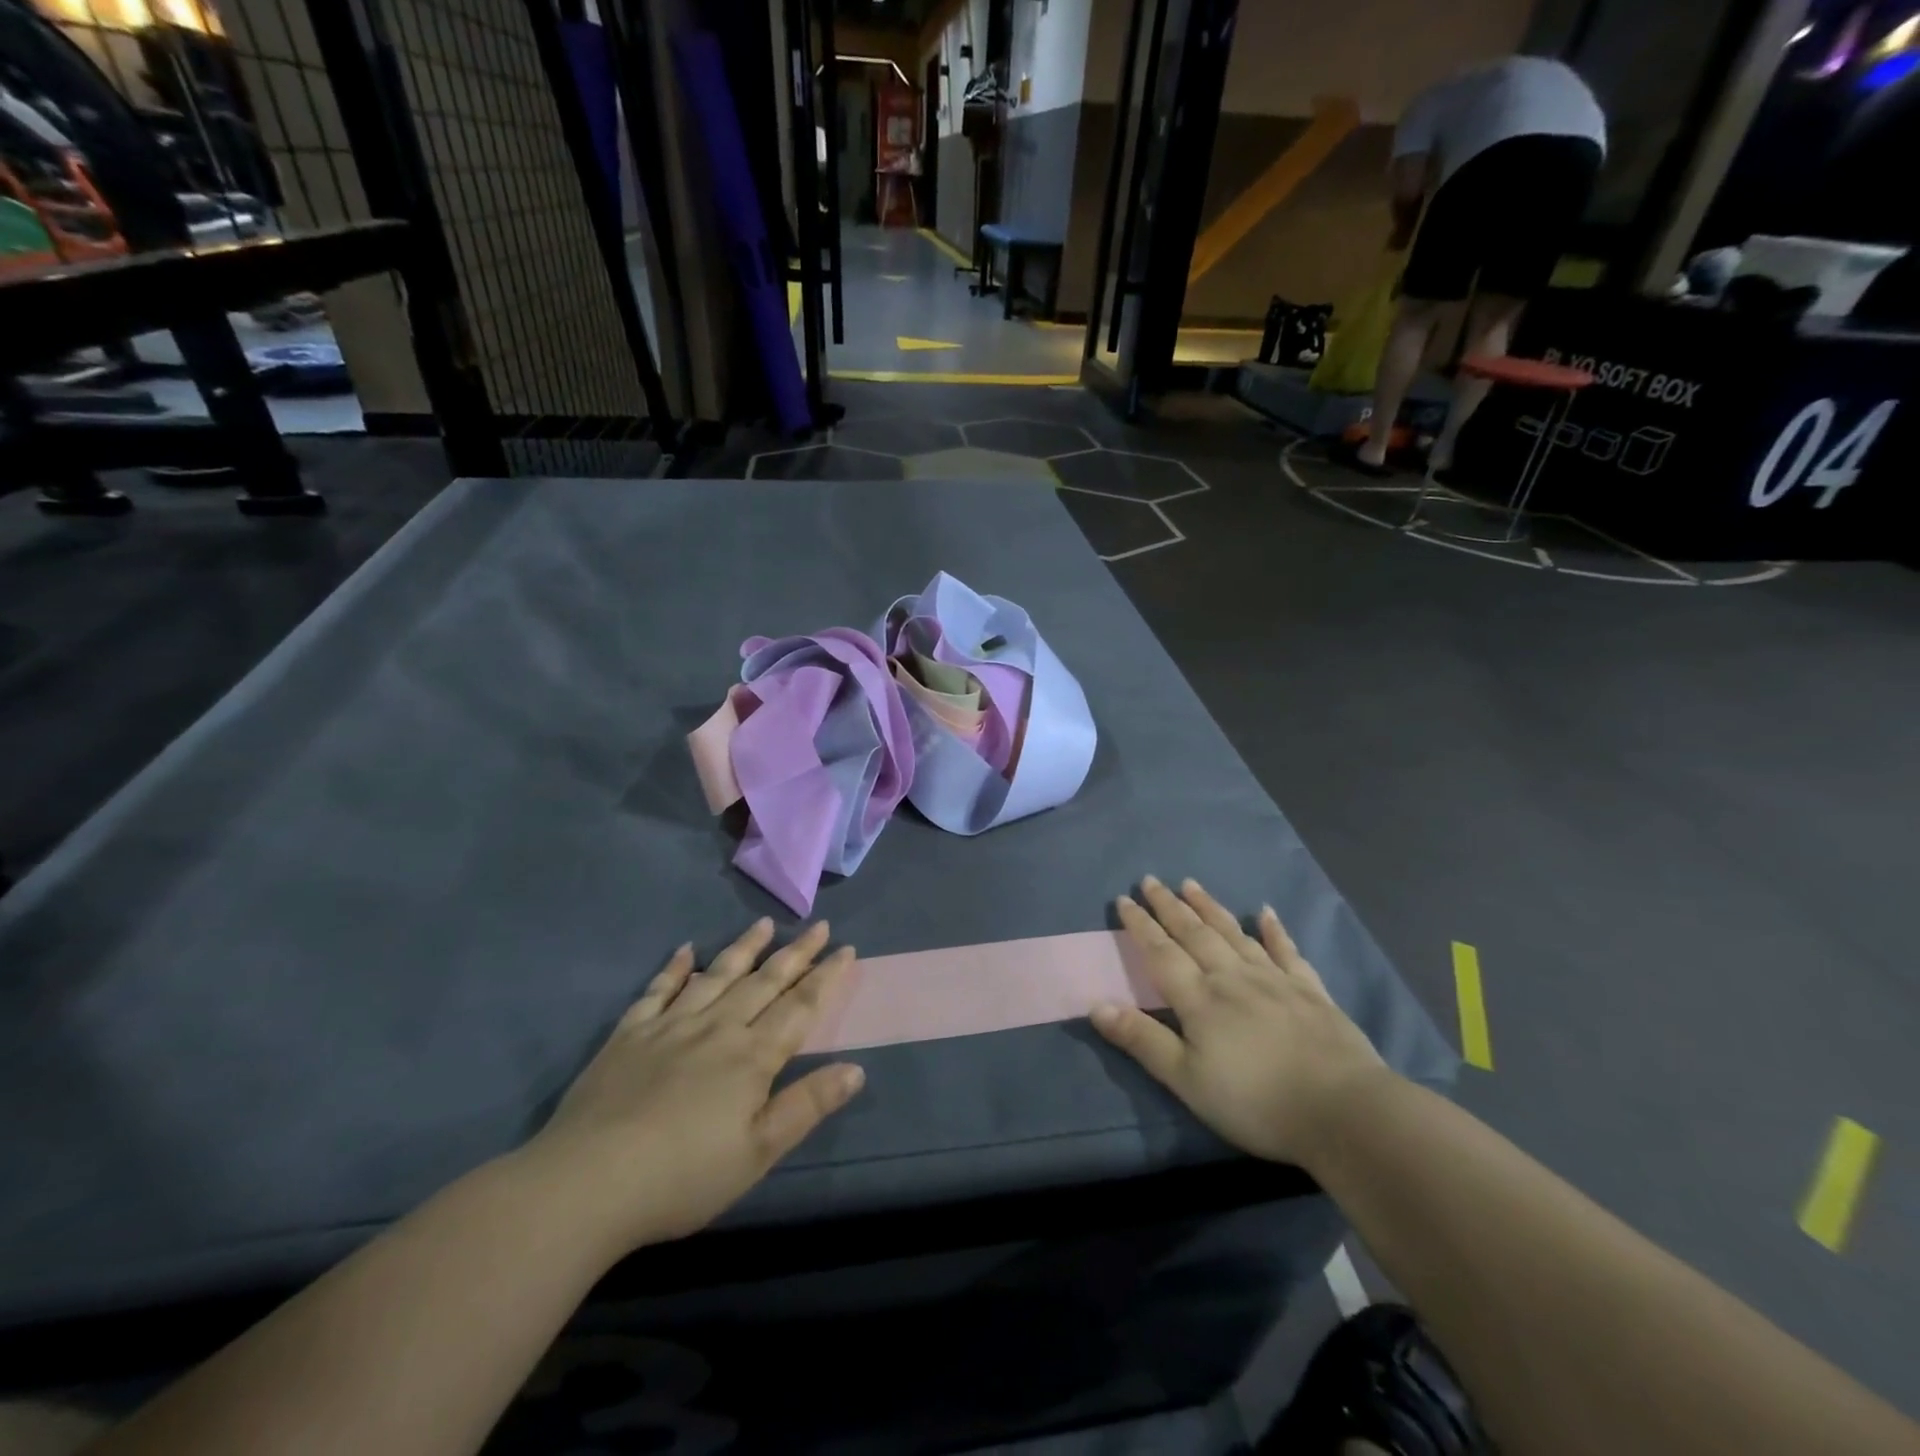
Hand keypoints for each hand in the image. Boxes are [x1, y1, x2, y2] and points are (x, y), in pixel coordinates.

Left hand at [522, 920, 863, 1252]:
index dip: (826, 977)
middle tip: (818, 925)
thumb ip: (806, 1105)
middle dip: (796, 953)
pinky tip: (686, 950)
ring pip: (717, 975)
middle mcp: (716, 1028)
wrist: (586, 1183)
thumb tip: (856, 1068)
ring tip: (764, 924)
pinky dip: (675, 968)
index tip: (846, 948)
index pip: (800, 1006)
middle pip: (764, 982)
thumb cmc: (682, 1176)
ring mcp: (670, 1026)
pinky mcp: (629, 1034)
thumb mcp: (757, 1152)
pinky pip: (658, 990)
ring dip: (744, 948)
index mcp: (751, 1056)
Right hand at [1091, 877, 1389, 1167]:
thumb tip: (1096, 1004)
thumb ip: (1142, 1040)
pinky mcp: (1310, 991)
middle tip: (1151, 880)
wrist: (1343, 1111)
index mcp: (1200, 998)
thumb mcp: (1187, 1081)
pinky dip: (1275, 930)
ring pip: (1234, 933)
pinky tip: (1267, 912)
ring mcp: (1274, 980)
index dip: (1140, 925)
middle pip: (1195, 933)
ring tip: (1191, 884)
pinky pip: (1287, 951)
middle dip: (1170, 906)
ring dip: (1210, 908)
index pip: (1161, 952)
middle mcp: (1232, 977)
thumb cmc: (1256, 1102)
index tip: (1124, 899)